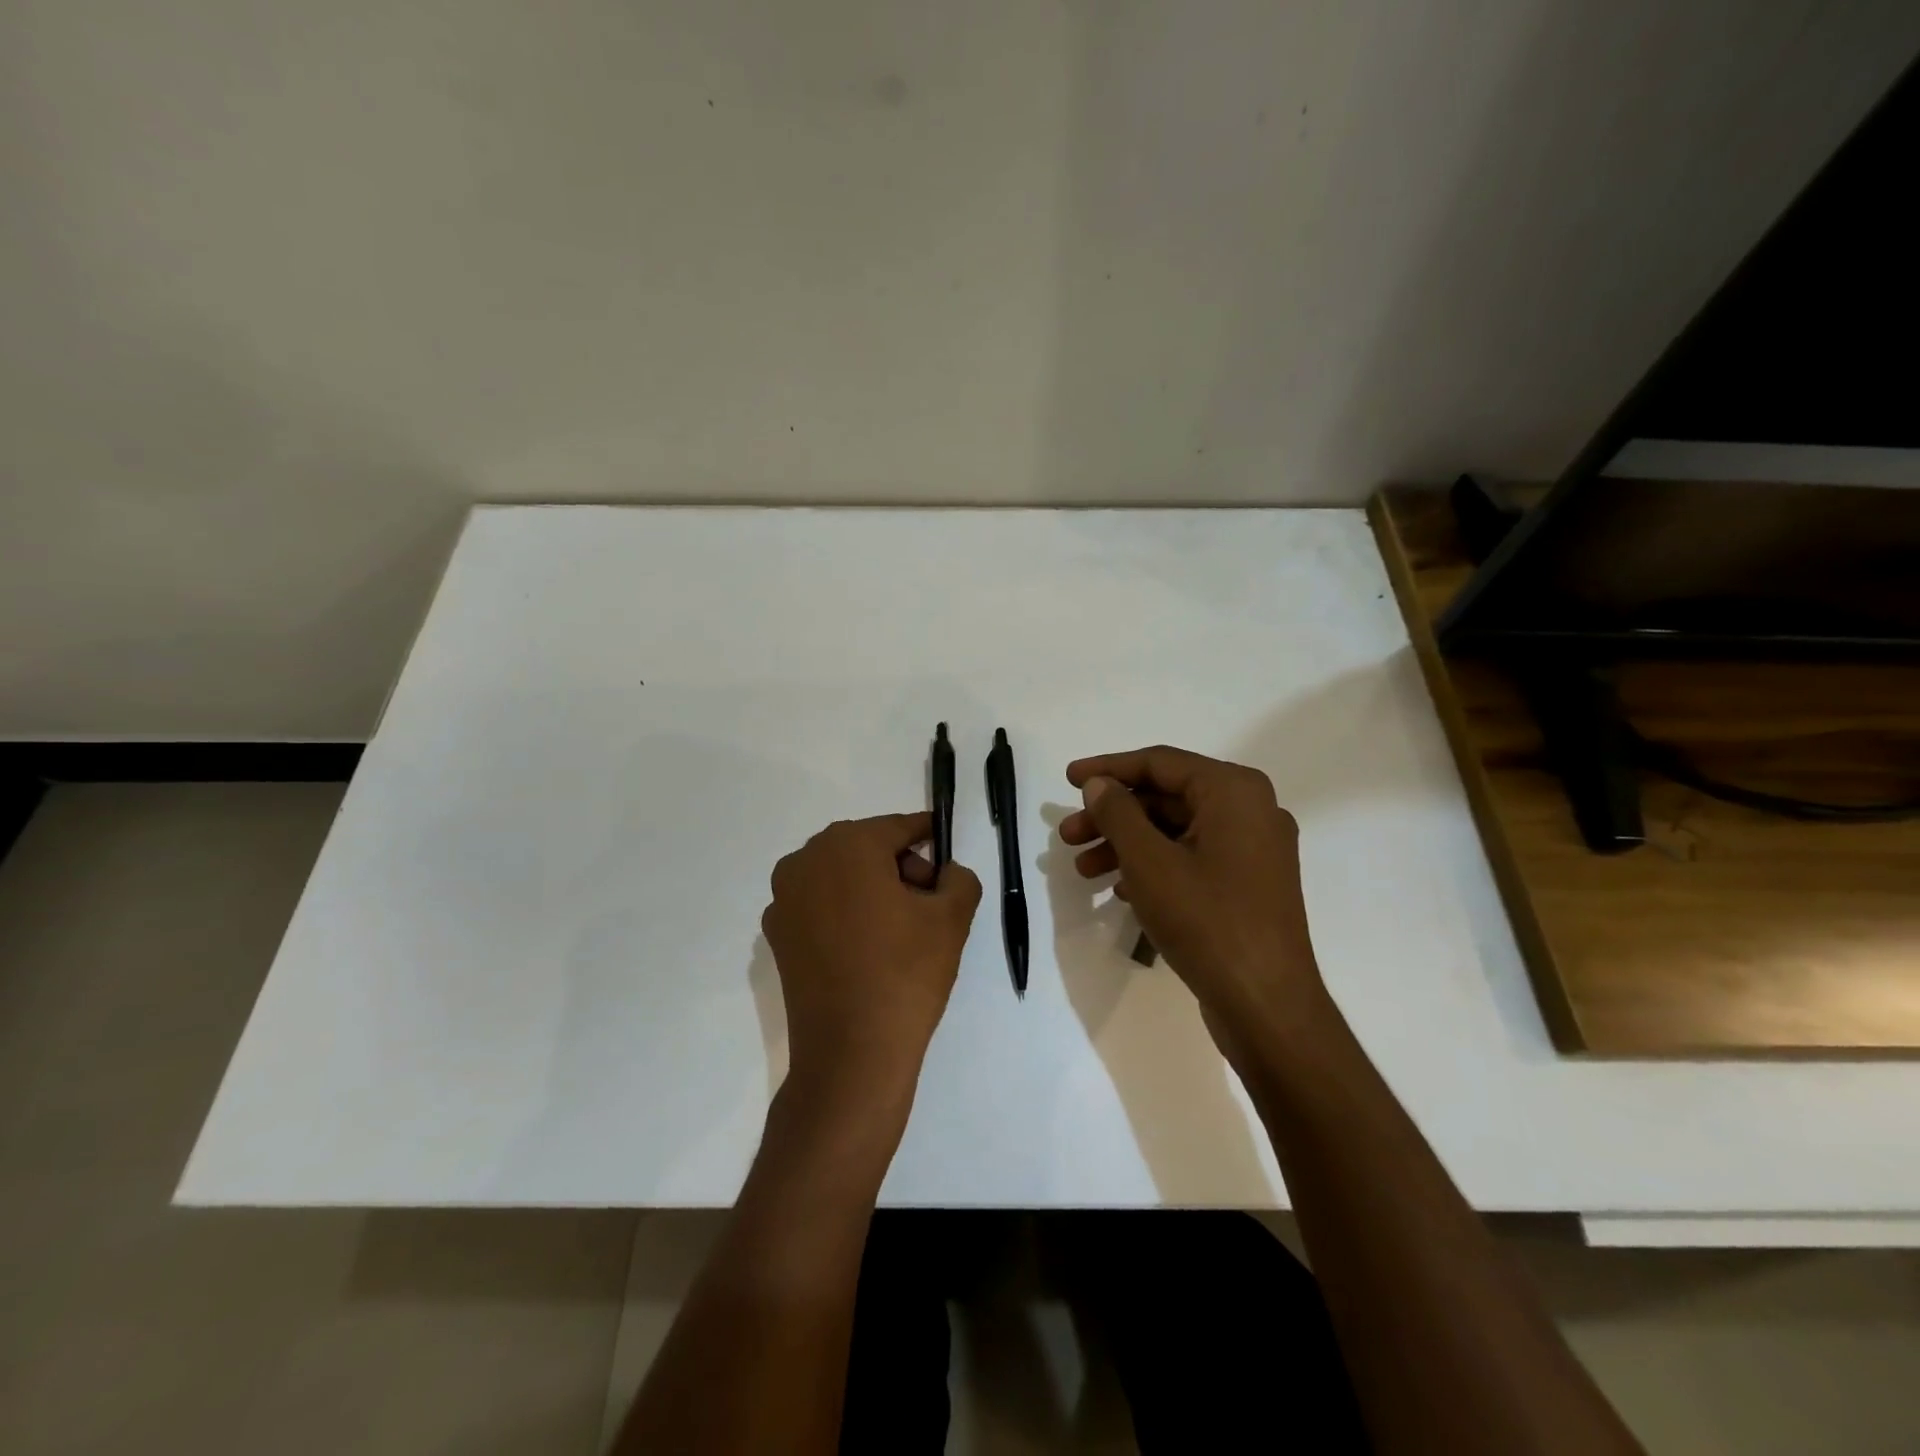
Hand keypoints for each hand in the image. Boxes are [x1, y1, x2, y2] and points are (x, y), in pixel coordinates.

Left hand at [761, 813, 981, 1124]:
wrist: (851, 1055)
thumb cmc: (905, 975)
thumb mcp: (952, 919)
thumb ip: (959, 878)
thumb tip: (946, 874)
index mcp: (847, 845)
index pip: (898, 828)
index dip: (927, 836)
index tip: (945, 847)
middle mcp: (806, 860)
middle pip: (866, 849)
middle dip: (900, 867)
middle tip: (930, 903)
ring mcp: (784, 899)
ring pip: (841, 876)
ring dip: (871, 889)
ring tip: (901, 930)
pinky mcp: (777, 935)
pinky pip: (820, 906)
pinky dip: (845, 913)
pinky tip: (867, 949)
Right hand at [1058, 747, 1331, 1059]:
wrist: (1266, 1005)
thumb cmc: (1206, 921)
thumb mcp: (1149, 861)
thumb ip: (1118, 812)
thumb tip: (1099, 784)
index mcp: (1233, 791)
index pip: (1159, 763)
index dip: (1108, 769)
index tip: (1068, 779)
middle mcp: (1250, 810)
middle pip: (1166, 798)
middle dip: (1112, 816)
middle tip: (1068, 835)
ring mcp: (1253, 850)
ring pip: (1176, 831)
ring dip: (1126, 844)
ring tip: (1083, 869)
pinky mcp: (1248, 884)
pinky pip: (1192, 858)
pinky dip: (1153, 866)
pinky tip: (1118, 888)